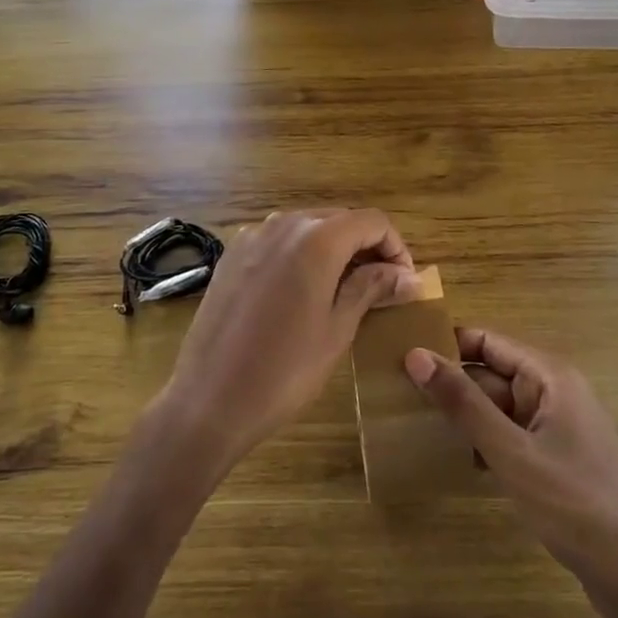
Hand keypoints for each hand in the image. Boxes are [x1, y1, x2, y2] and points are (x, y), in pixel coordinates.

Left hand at [152, 209, 417, 480]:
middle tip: (381, 288)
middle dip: (366, 246)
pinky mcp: (231, 254)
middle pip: (339, 219)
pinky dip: (301, 254)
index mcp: (316, 239)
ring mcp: (252, 236)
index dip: (395, 247)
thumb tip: (407, 275)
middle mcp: (283, 224)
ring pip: (307, 227)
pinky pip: (278, 241)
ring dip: (334, 249)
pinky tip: (303, 290)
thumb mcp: (337, 329)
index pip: (371, 221)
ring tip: (345, 290)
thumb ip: (371, 288)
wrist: (209, 398)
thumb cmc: (284, 370)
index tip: (404, 282)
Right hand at [404, 329, 617, 617]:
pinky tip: (448, 460)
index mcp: (549, 376)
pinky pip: (508, 438)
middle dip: (448, 385)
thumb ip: (463, 404)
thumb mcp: (512, 453)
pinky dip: (480, 444)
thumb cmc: (577, 506)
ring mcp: (554, 429)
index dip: (444, 346)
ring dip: (461, 417)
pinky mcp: (553, 462)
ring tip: (409, 425)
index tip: (398, 357)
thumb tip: (415, 355)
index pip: (486, 341)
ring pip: (496, 409)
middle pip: (489, 374)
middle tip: (394, 397)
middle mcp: (552, 392)